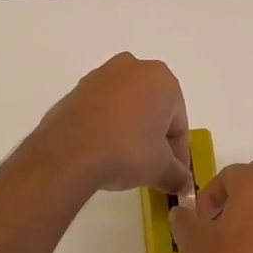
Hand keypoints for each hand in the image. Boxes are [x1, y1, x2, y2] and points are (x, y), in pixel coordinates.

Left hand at [33, 53, 191, 195]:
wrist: (68, 152)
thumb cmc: (127, 151)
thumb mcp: (160, 169)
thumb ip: (178, 176)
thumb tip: (183, 184)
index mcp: (161, 79)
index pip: (179, 122)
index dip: (178, 152)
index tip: (174, 174)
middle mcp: (133, 67)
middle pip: (153, 109)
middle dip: (154, 136)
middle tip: (152, 166)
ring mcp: (101, 75)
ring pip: (127, 106)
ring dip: (131, 129)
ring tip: (125, 160)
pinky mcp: (77, 88)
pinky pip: (102, 108)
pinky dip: (107, 126)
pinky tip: (103, 150)